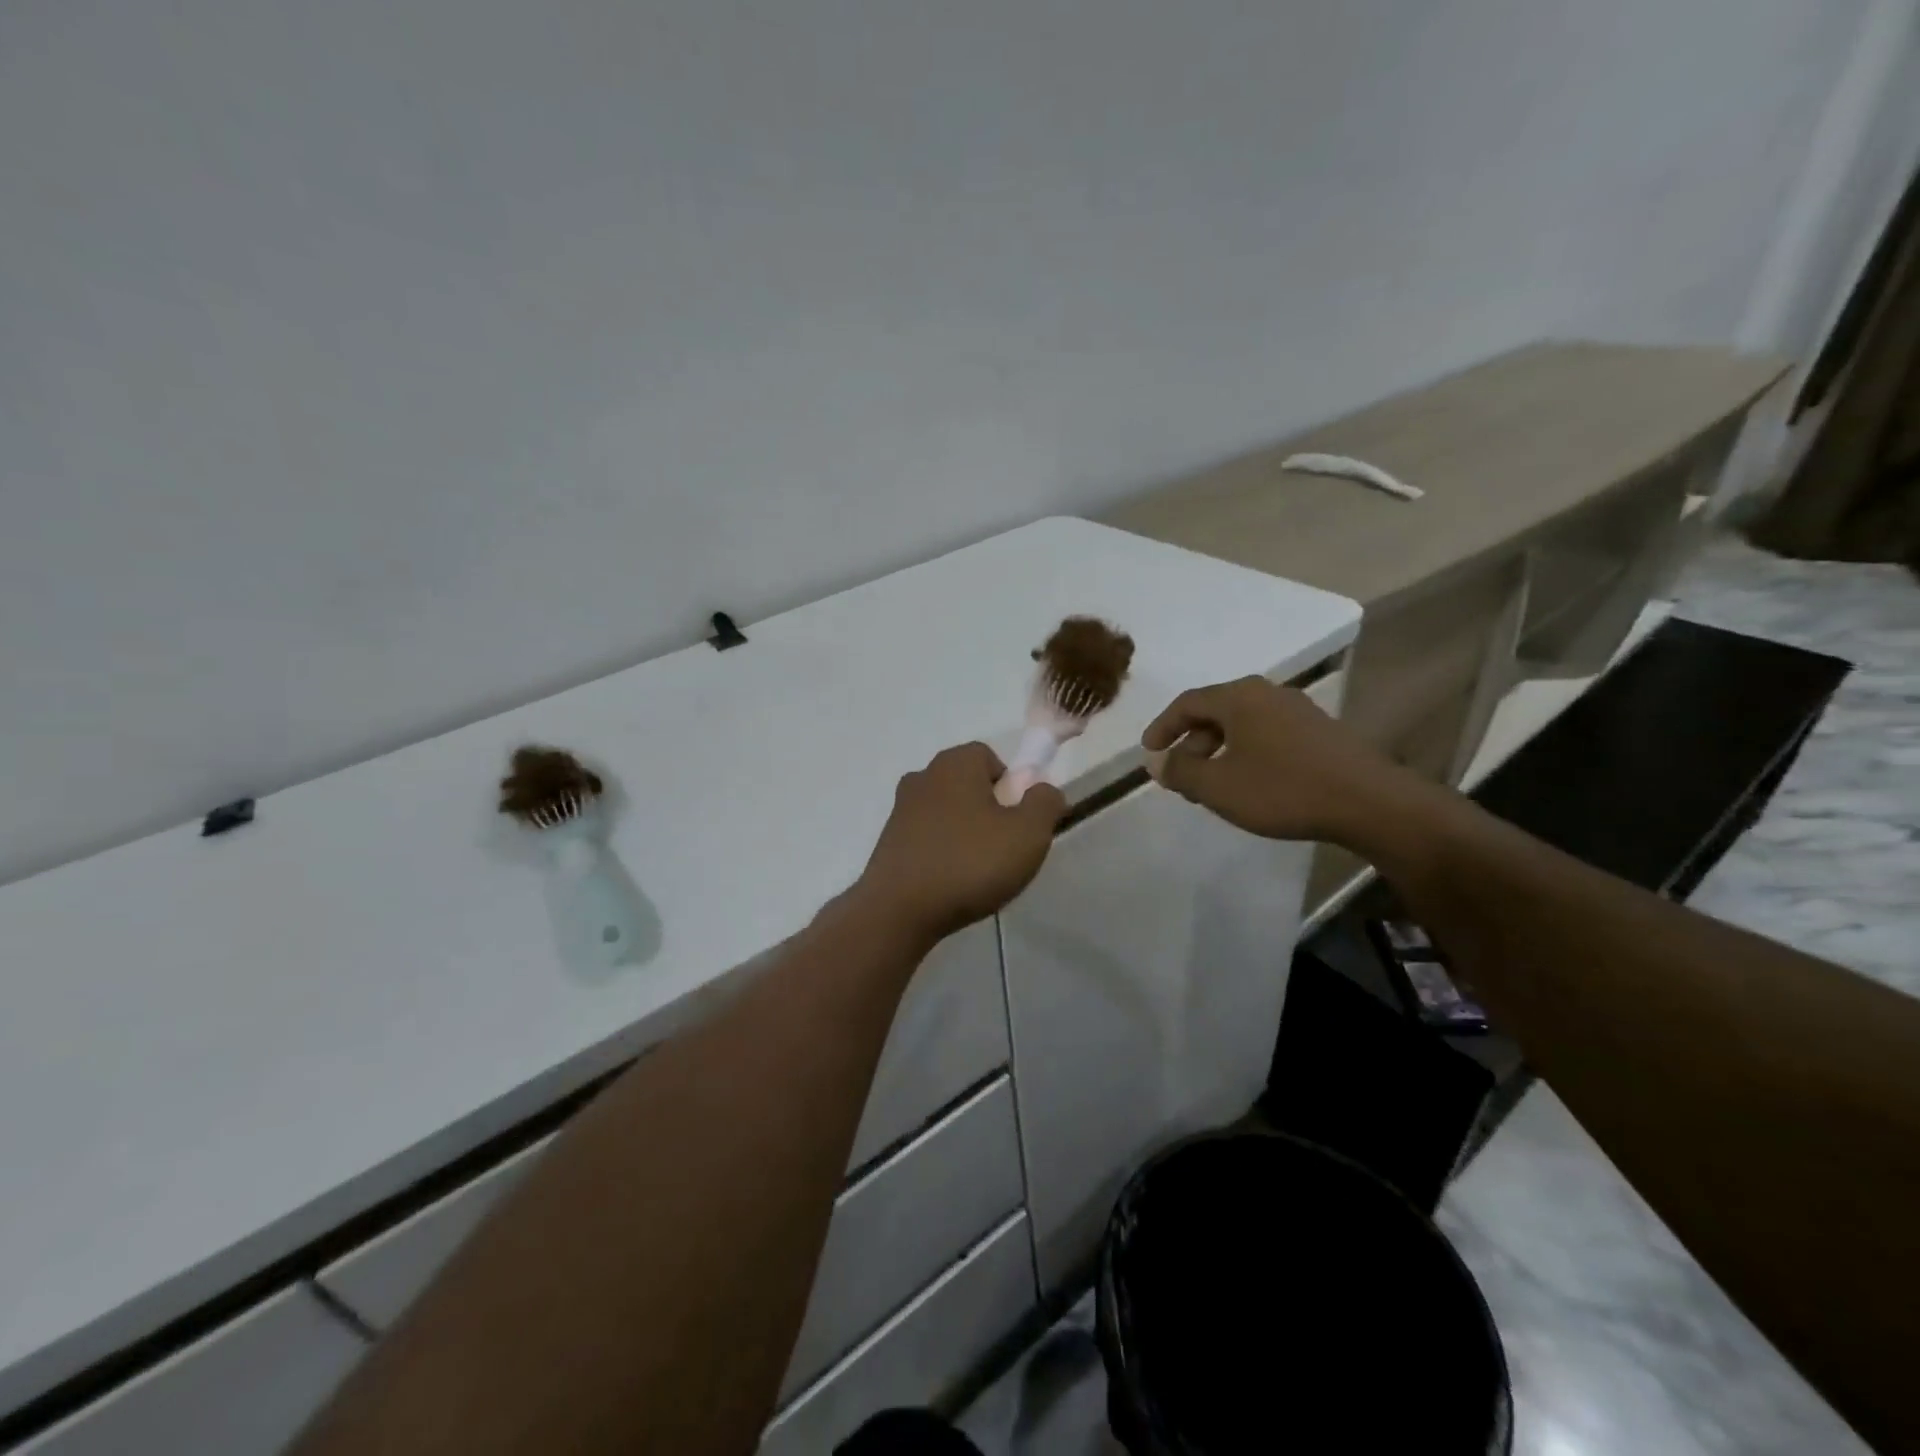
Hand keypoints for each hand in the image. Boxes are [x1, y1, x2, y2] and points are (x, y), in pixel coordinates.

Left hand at [855, 743, 1066, 944]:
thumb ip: (1045, 803)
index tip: (1019, 821)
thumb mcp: (1028, 834)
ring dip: (964, 832)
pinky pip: (927, 836)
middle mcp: (923, 775)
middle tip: (1003, 848)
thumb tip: (1043, 790)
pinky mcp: (888, 840)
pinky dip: (941, 851)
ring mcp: (900, 808)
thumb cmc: (970, 863)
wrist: (899, 909)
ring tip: (977, 871)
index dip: (1011, 787)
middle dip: (989, 810)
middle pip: (968, 784)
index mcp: (955, 763)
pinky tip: (950, 882)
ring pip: (947, 811)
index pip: (990, 758)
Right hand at [1141, 676, 1411, 843]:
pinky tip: (1250, 784)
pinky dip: (1245, 754)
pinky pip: (1266, 735)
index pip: (1187, 702)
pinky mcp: (1319, 732)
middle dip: (1191, 743)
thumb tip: (1158, 762)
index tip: (1149, 753)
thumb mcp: (1219, 787)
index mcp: (1239, 697)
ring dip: (1218, 752)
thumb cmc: (1283, 790)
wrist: (1369, 803)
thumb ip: (1181, 772)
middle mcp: (1267, 694)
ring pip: (1242, 725)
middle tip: (1181, 776)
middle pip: (1215, 711)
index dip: (1162, 727)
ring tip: (1212, 786)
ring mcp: (1297, 710)